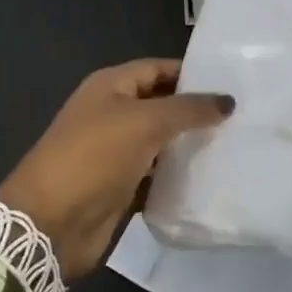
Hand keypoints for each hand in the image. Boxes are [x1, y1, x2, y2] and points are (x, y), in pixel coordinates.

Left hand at [0, 60, 233, 278]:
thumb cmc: (95, 157)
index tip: (232, 83)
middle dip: (196, 111)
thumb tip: (228, 101)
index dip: (192, 74)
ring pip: (161, 141)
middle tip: (241, 116)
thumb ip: (189, 109)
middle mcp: (112, 114)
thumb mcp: (145, 122)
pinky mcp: (120, 186)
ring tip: (234, 145)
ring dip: (190, 144)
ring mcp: (115, 152)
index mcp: (110, 86)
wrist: (50, 223)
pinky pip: (156, 174)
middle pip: (161, 105)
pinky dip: (178, 176)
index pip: (158, 69)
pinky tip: (210, 178)